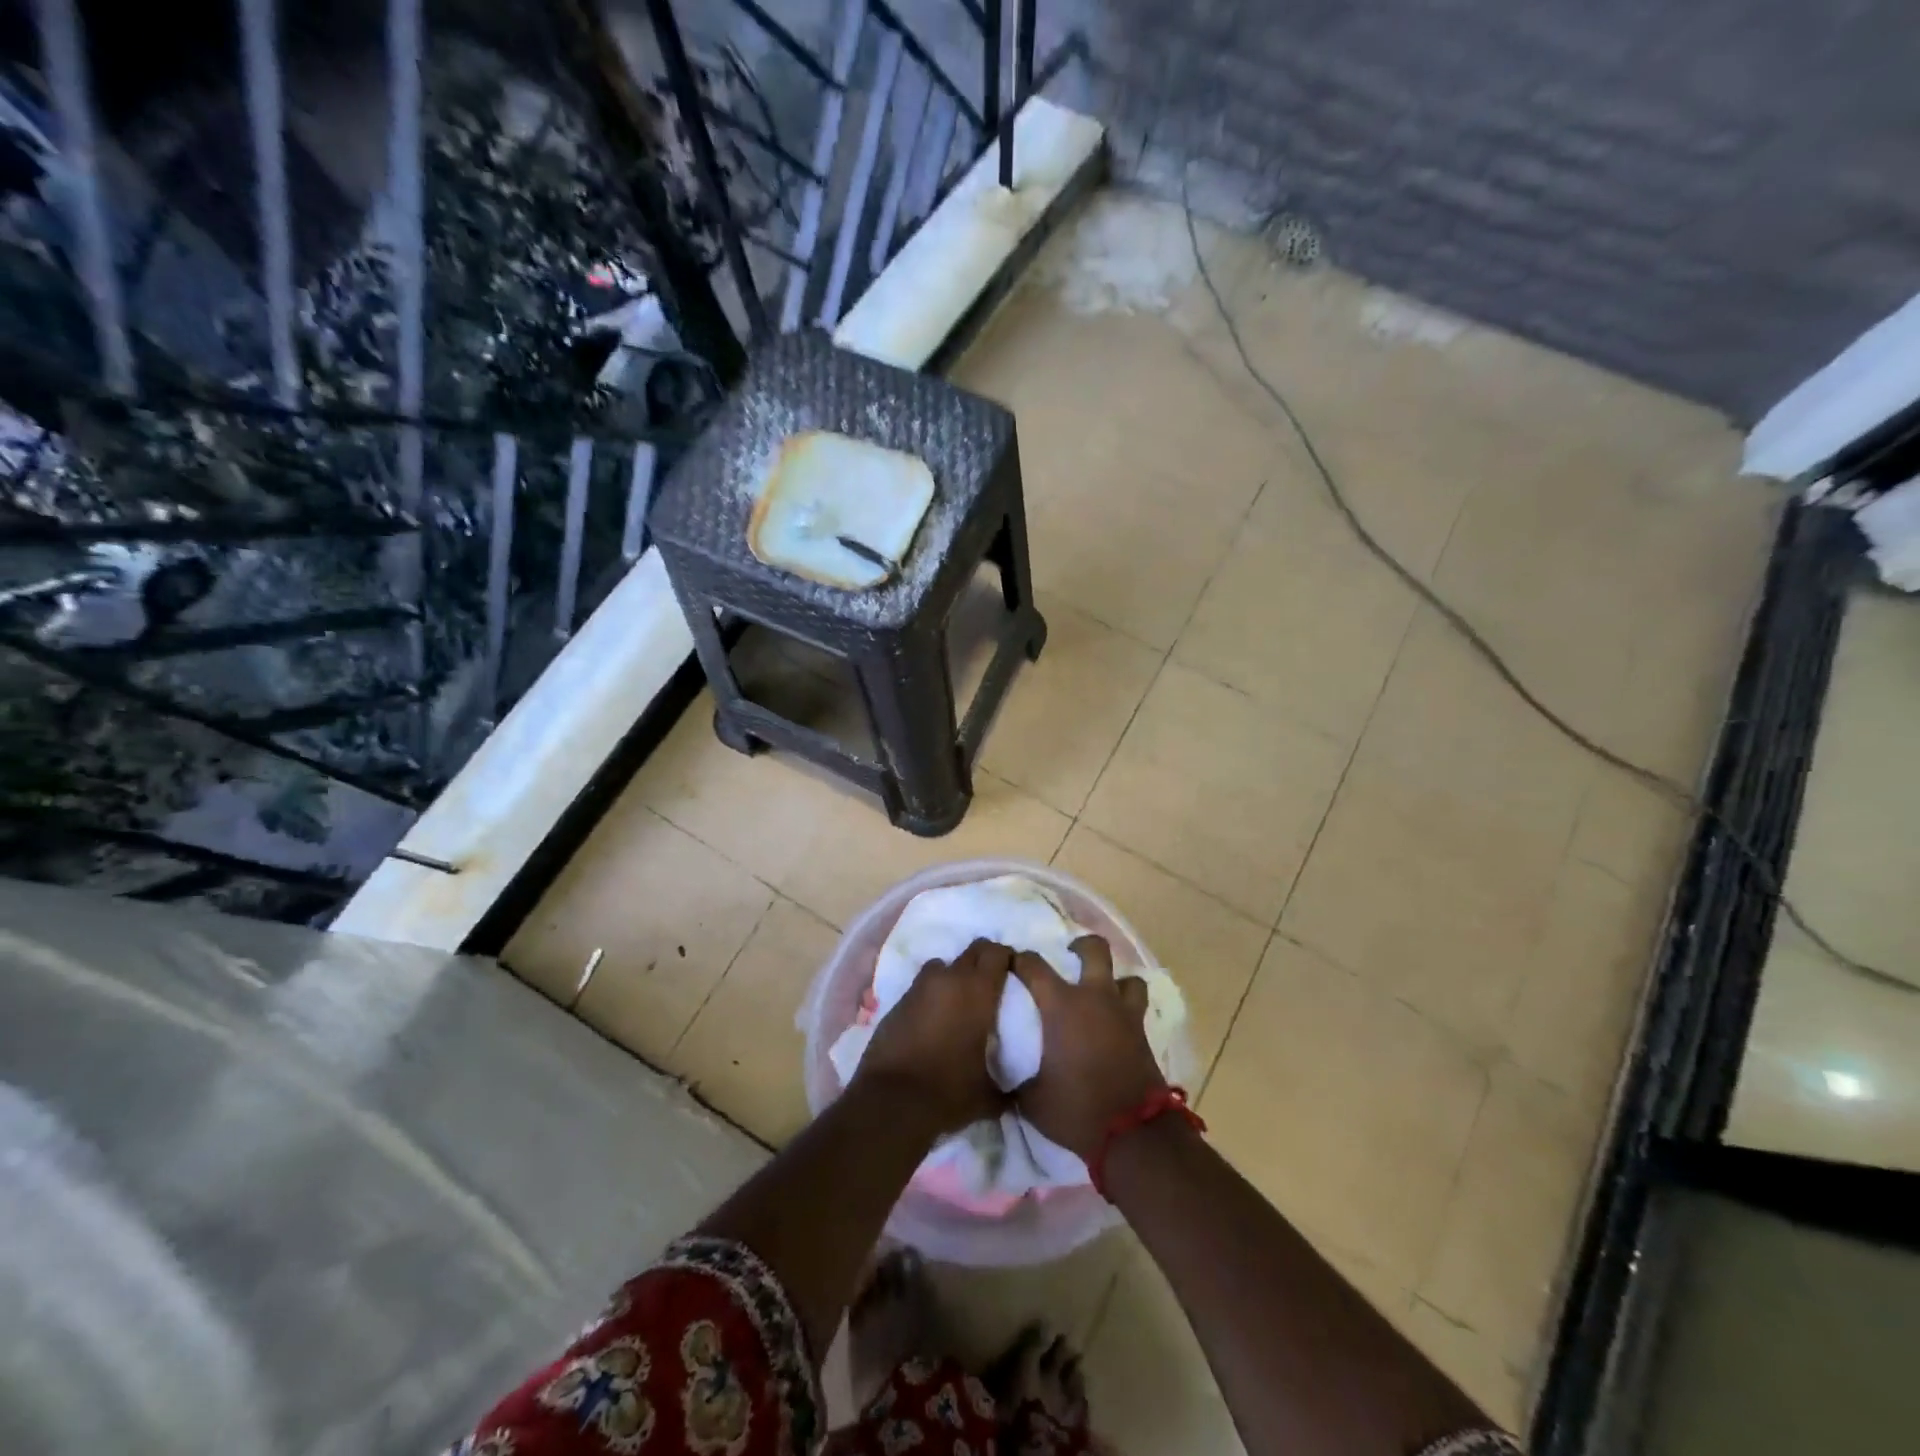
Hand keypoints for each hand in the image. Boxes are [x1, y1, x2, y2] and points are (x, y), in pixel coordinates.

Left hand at [856, 938, 1012, 1134]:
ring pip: (942, 966)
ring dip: (953, 975)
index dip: (1006, 957)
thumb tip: (1017, 1094)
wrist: (892, 1101)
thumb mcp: (989, 1094)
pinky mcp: (898, 1001)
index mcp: (978, 991)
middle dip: (983, 960)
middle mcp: (949, 979)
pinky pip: (922, 987)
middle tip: (991, 982)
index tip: (1013, 971)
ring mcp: (920, 987)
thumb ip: (1007, 1087)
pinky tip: (933, 1019)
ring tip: (959, 1000)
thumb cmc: (949, 1091)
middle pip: (971, 951)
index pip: (997, 952)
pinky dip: (931, 995)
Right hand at [1011, 935, 1167, 1159]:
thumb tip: (1002, 1075)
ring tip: (1102, 991)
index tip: (1010, 962)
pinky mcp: (1143, 1032)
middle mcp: (1094, 998)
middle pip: (1094, 950)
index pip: (1033, 965)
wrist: (1132, 1133)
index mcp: (1061, 1005)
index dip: (1019, 959)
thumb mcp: (1031, 1099)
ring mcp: (1123, 1013)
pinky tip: (1118, 1021)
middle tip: (1069, 955)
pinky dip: (1128, 1006)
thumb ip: (1015, 1078)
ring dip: (1115, 979)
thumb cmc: (1076, 1108)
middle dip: (1081, 946)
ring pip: (1127, 977)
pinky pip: (1138, 1006)